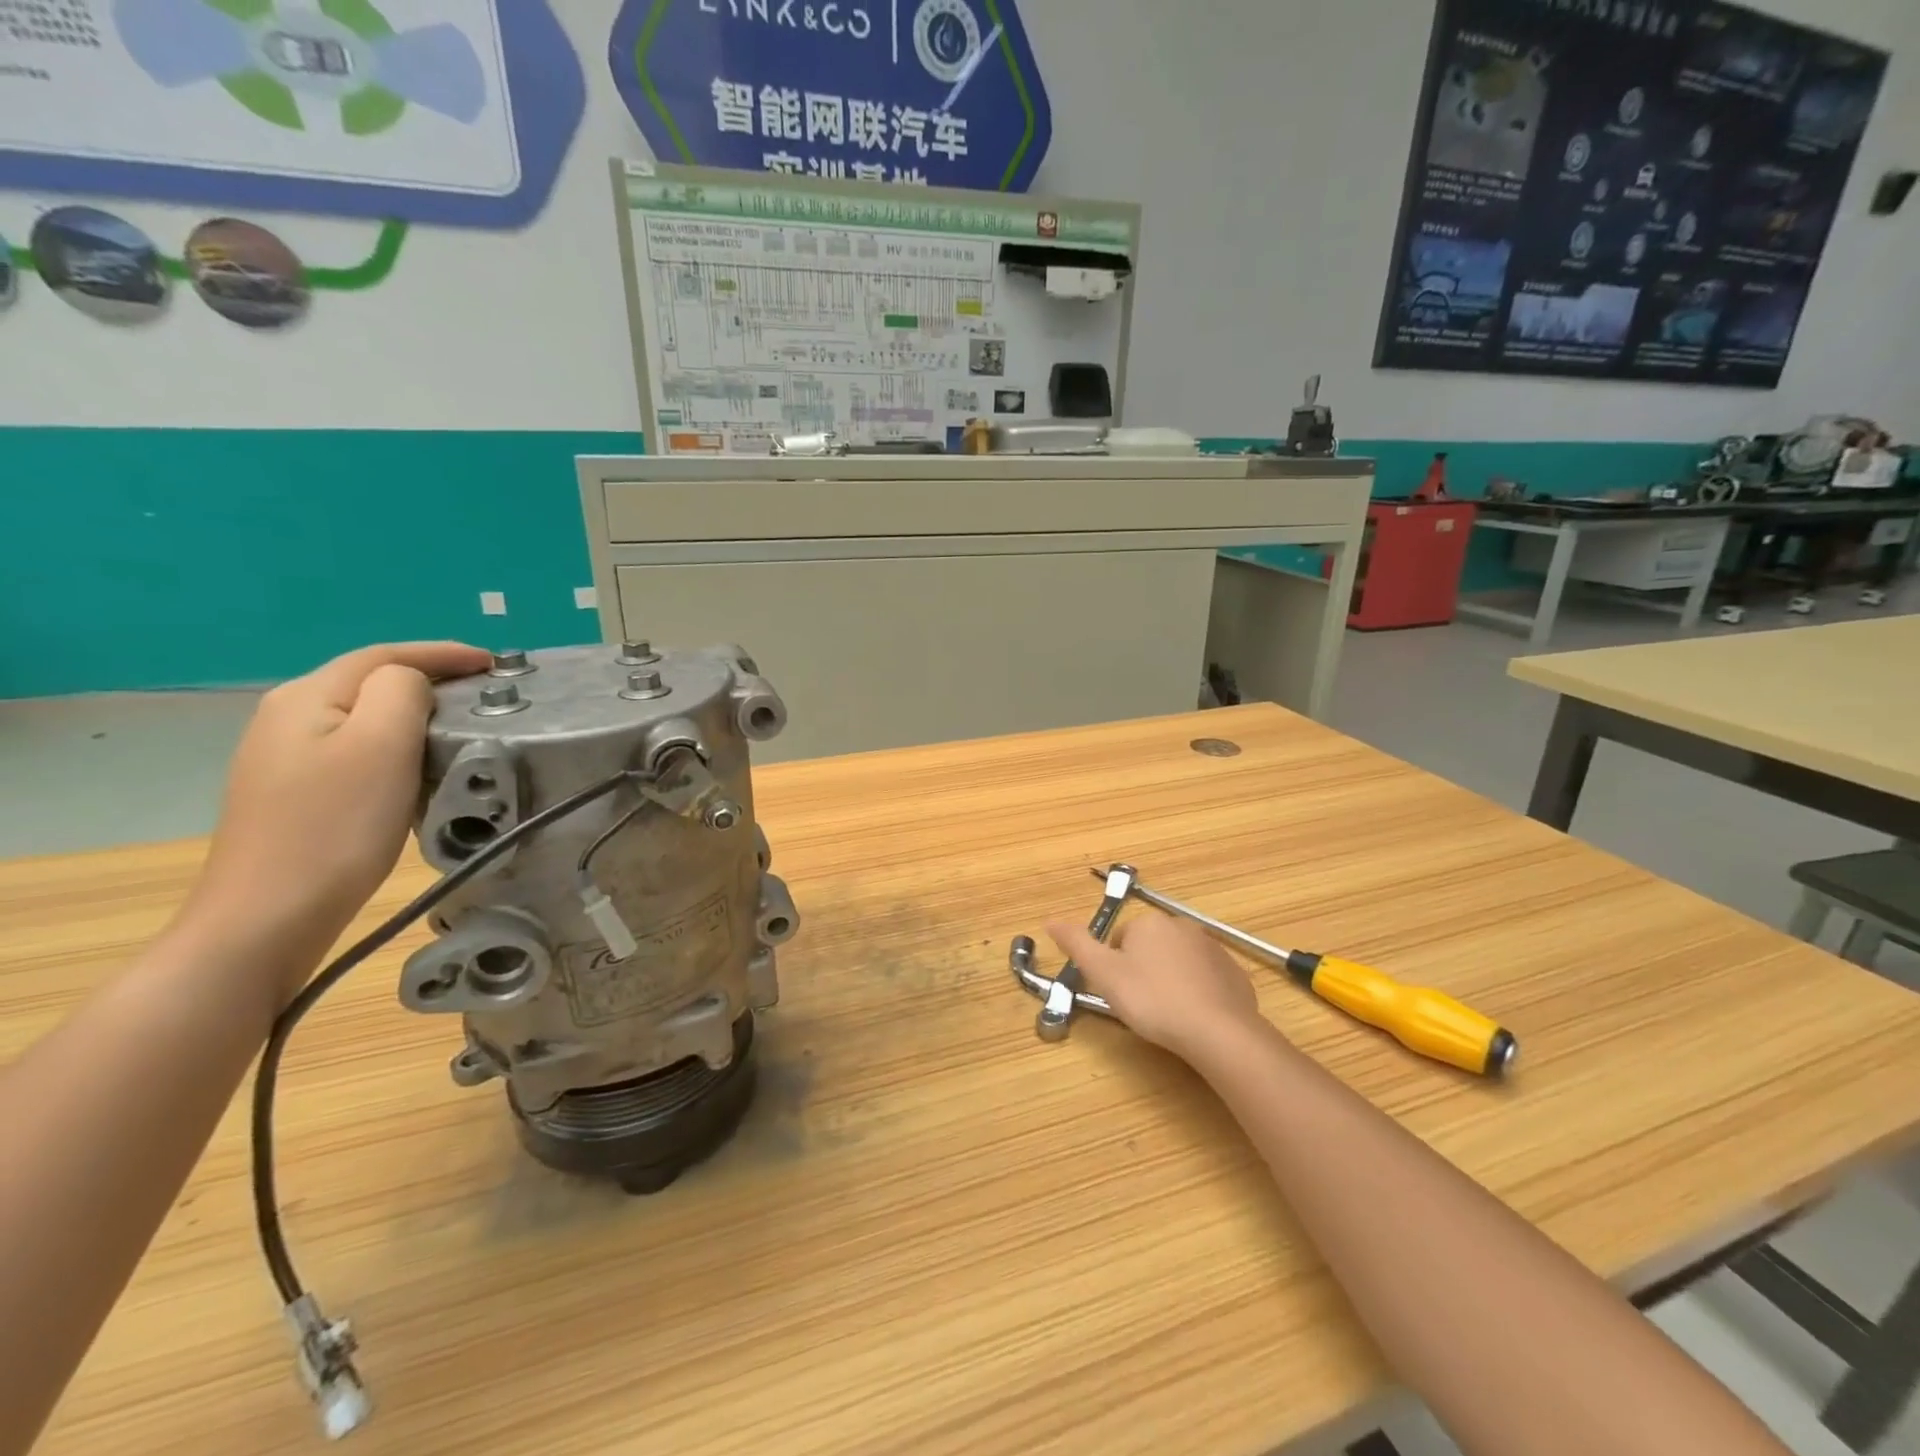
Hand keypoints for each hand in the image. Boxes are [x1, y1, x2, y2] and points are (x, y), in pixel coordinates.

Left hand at [182, 642, 490, 1004]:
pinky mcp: (294, 792)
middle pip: (369, 680)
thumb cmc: (336, 826)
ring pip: (363, 715)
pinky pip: (356, 748)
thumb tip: (414, 682)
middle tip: (486, 693)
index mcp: (306, 697)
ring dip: (414, 712)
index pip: (384, 655)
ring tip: (461, 724)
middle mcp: (287, 716)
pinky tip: (417, 765)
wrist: (270, 915)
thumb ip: (403, 692)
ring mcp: (284, 757)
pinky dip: (396, 743)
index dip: (443, 653)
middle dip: (430, 678)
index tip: (495, 664)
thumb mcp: (381, 744)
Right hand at [1046, 909, 1263, 1060]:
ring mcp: (1213, 948)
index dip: (1115, 968)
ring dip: (1170, 980)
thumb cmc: (1152, 1000)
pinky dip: (1198, 992)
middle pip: (1150, 947)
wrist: (1217, 1030)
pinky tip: (1194, 1017)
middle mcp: (1182, 925)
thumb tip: (1049, 920)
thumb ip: (1076, 944)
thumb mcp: (1104, 974)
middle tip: (1142, 1004)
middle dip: (1143, 971)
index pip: (1120, 940)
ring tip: (1168, 1013)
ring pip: (1178, 962)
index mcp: (1149, 923)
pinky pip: (1206, 978)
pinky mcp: (1234, 973)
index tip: (1120, 993)